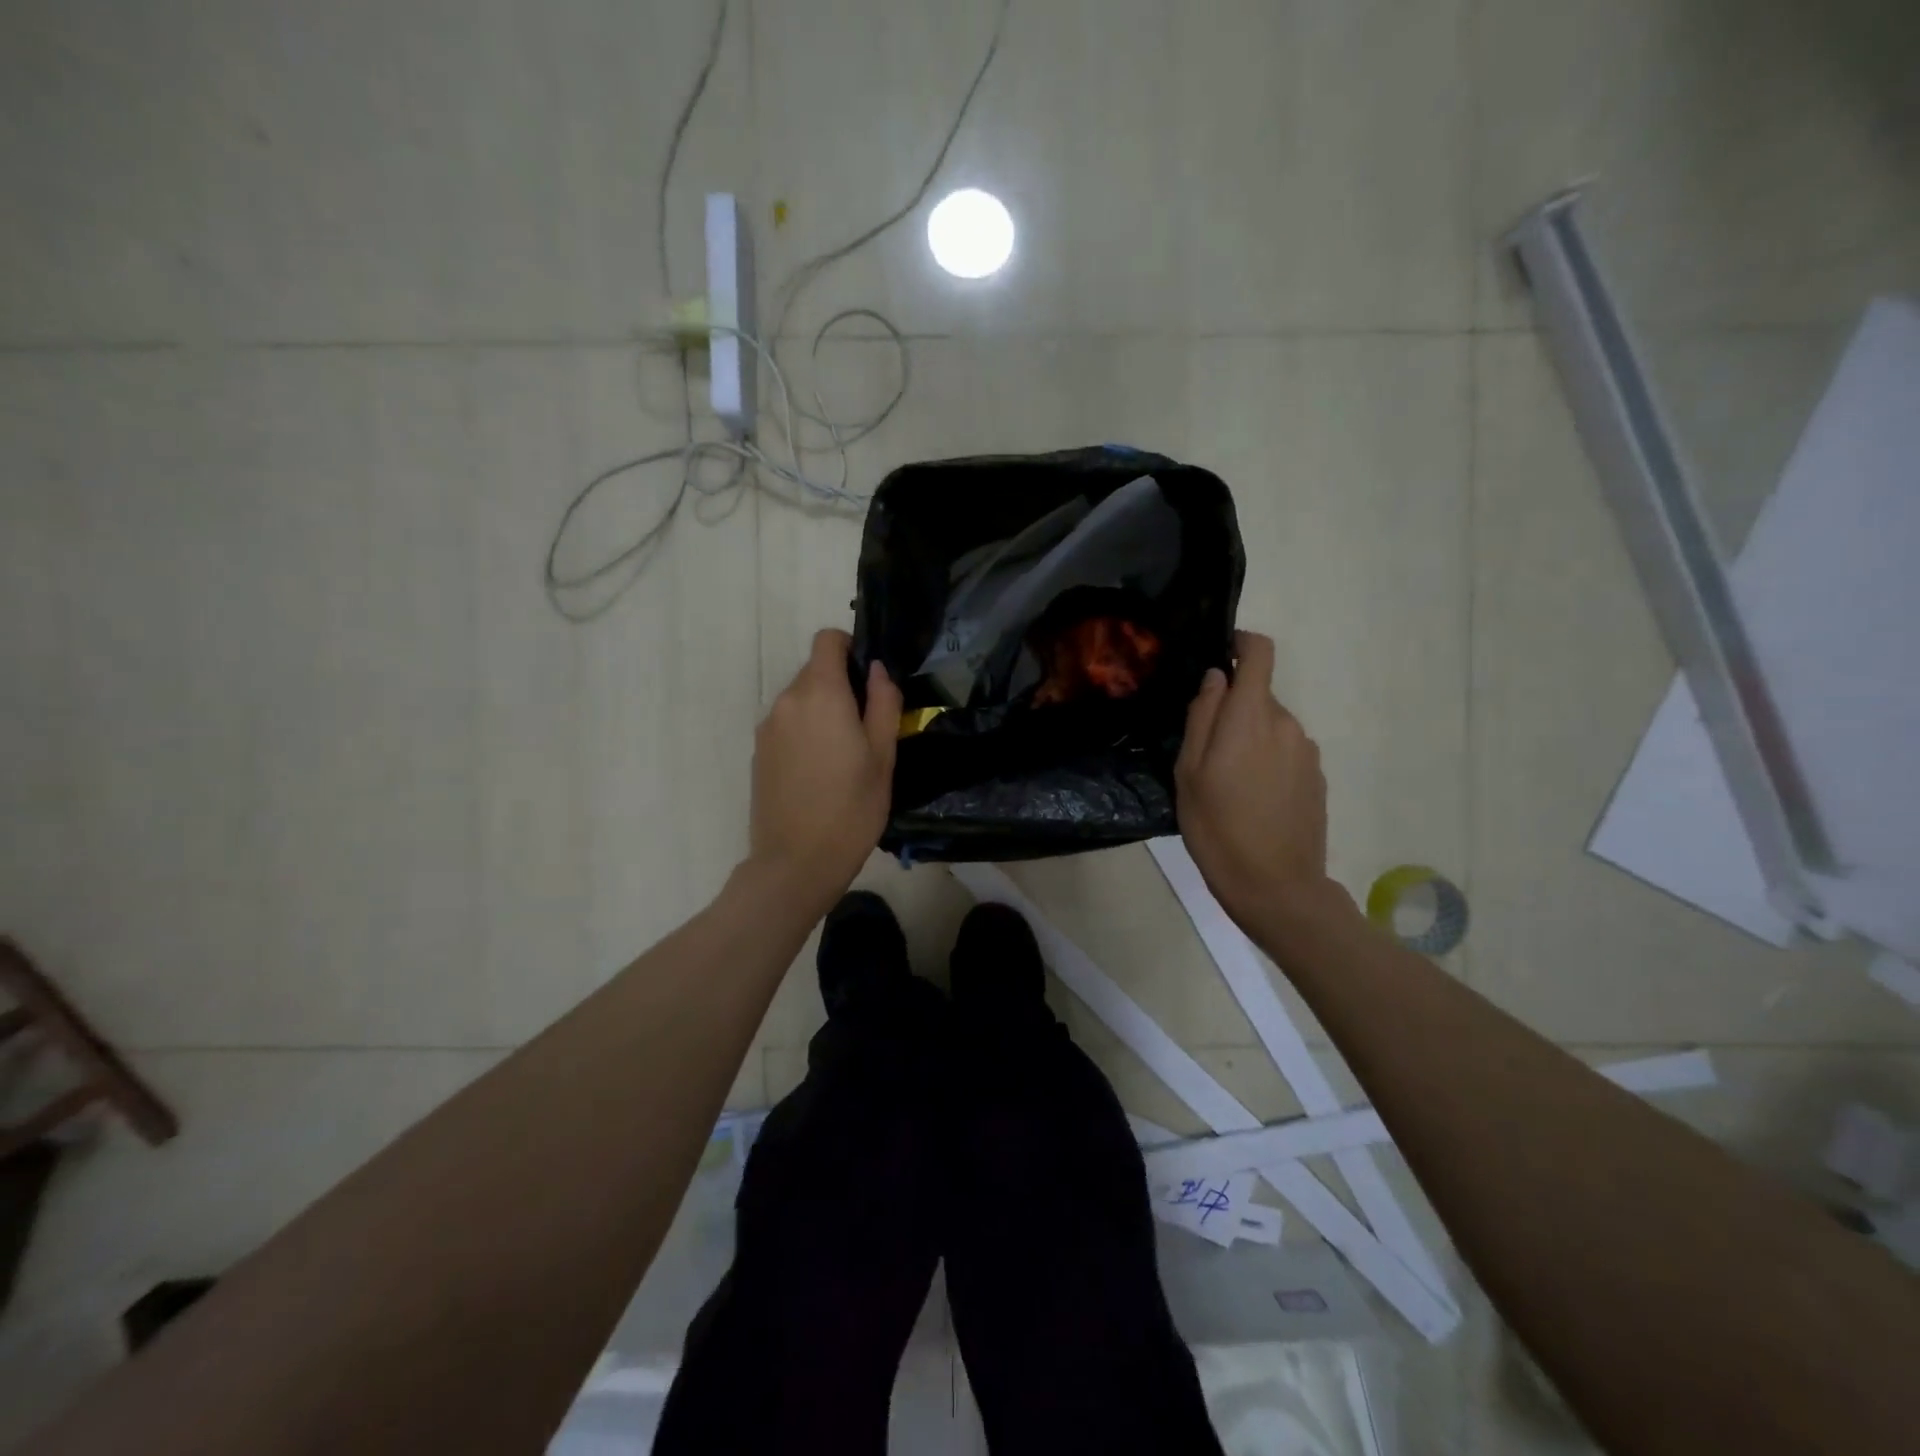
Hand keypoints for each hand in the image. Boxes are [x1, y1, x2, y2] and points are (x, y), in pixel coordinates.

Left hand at [748, 629, 902, 915]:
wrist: (795, 863)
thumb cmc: (851, 810)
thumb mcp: (883, 757)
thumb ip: (883, 704)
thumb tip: (877, 670)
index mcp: (820, 694)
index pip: (827, 640)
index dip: (850, 647)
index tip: (869, 678)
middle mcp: (787, 701)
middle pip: (814, 671)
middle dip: (841, 686)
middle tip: (867, 727)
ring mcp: (768, 728)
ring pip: (800, 700)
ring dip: (823, 712)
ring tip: (844, 755)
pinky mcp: (758, 752)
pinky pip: (787, 725)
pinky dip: (805, 733)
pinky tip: (820, 772)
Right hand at [1175, 631, 1343, 934]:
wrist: (1276, 886)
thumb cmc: (1218, 828)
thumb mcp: (1189, 773)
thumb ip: (1202, 717)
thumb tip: (1215, 678)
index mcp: (1251, 717)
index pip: (1259, 654)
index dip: (1241, 643)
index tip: (1220, 653)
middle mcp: (1286, 724)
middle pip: (1258, 696)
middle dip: (1232, 711)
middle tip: (1204, 752)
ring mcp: (1307, 751)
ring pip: (1270, 726)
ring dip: (1249, 739)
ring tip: (1227, 783)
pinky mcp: (1317, 776)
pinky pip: (1285, 751)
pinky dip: (1266, 761)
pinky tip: (1252, 799)